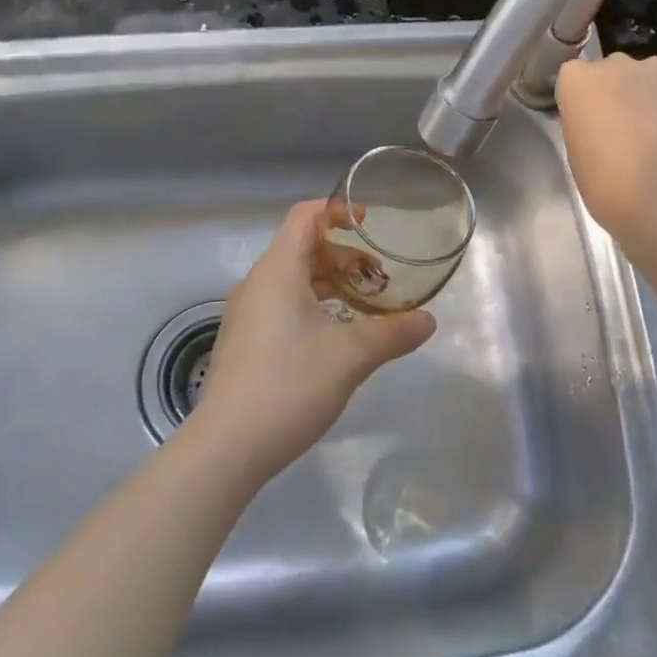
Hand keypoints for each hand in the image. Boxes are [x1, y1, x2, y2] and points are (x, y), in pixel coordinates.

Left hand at [188, 200, 435, 485]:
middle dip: (342, 254)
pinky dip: (312, 304)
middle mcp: (257, 283)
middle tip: (379, 274)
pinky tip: (336, 335)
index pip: (304, 216)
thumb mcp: (351, 356)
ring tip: (365, 304)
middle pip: (301, 247)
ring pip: (292, 279)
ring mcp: (246, 313)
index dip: (337, 210)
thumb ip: (392, 333)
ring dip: (329, 282)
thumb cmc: (289, 385)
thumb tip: (428, 320)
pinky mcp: (244, 341)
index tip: (370, 221)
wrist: (227, 446)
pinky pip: (281, 304)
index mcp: (277, 270)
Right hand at [555, 54, 656, 242]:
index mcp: (578, 80)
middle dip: (618, 93)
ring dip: (653, 96)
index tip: (591, 124)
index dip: (585, 101)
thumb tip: (604, 120)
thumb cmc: (608, 186)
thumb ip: (586, 122)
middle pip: (614, 72)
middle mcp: (617, 63)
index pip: (575, 77)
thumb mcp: (577, 153)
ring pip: (652, 77)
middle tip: (627, 129)